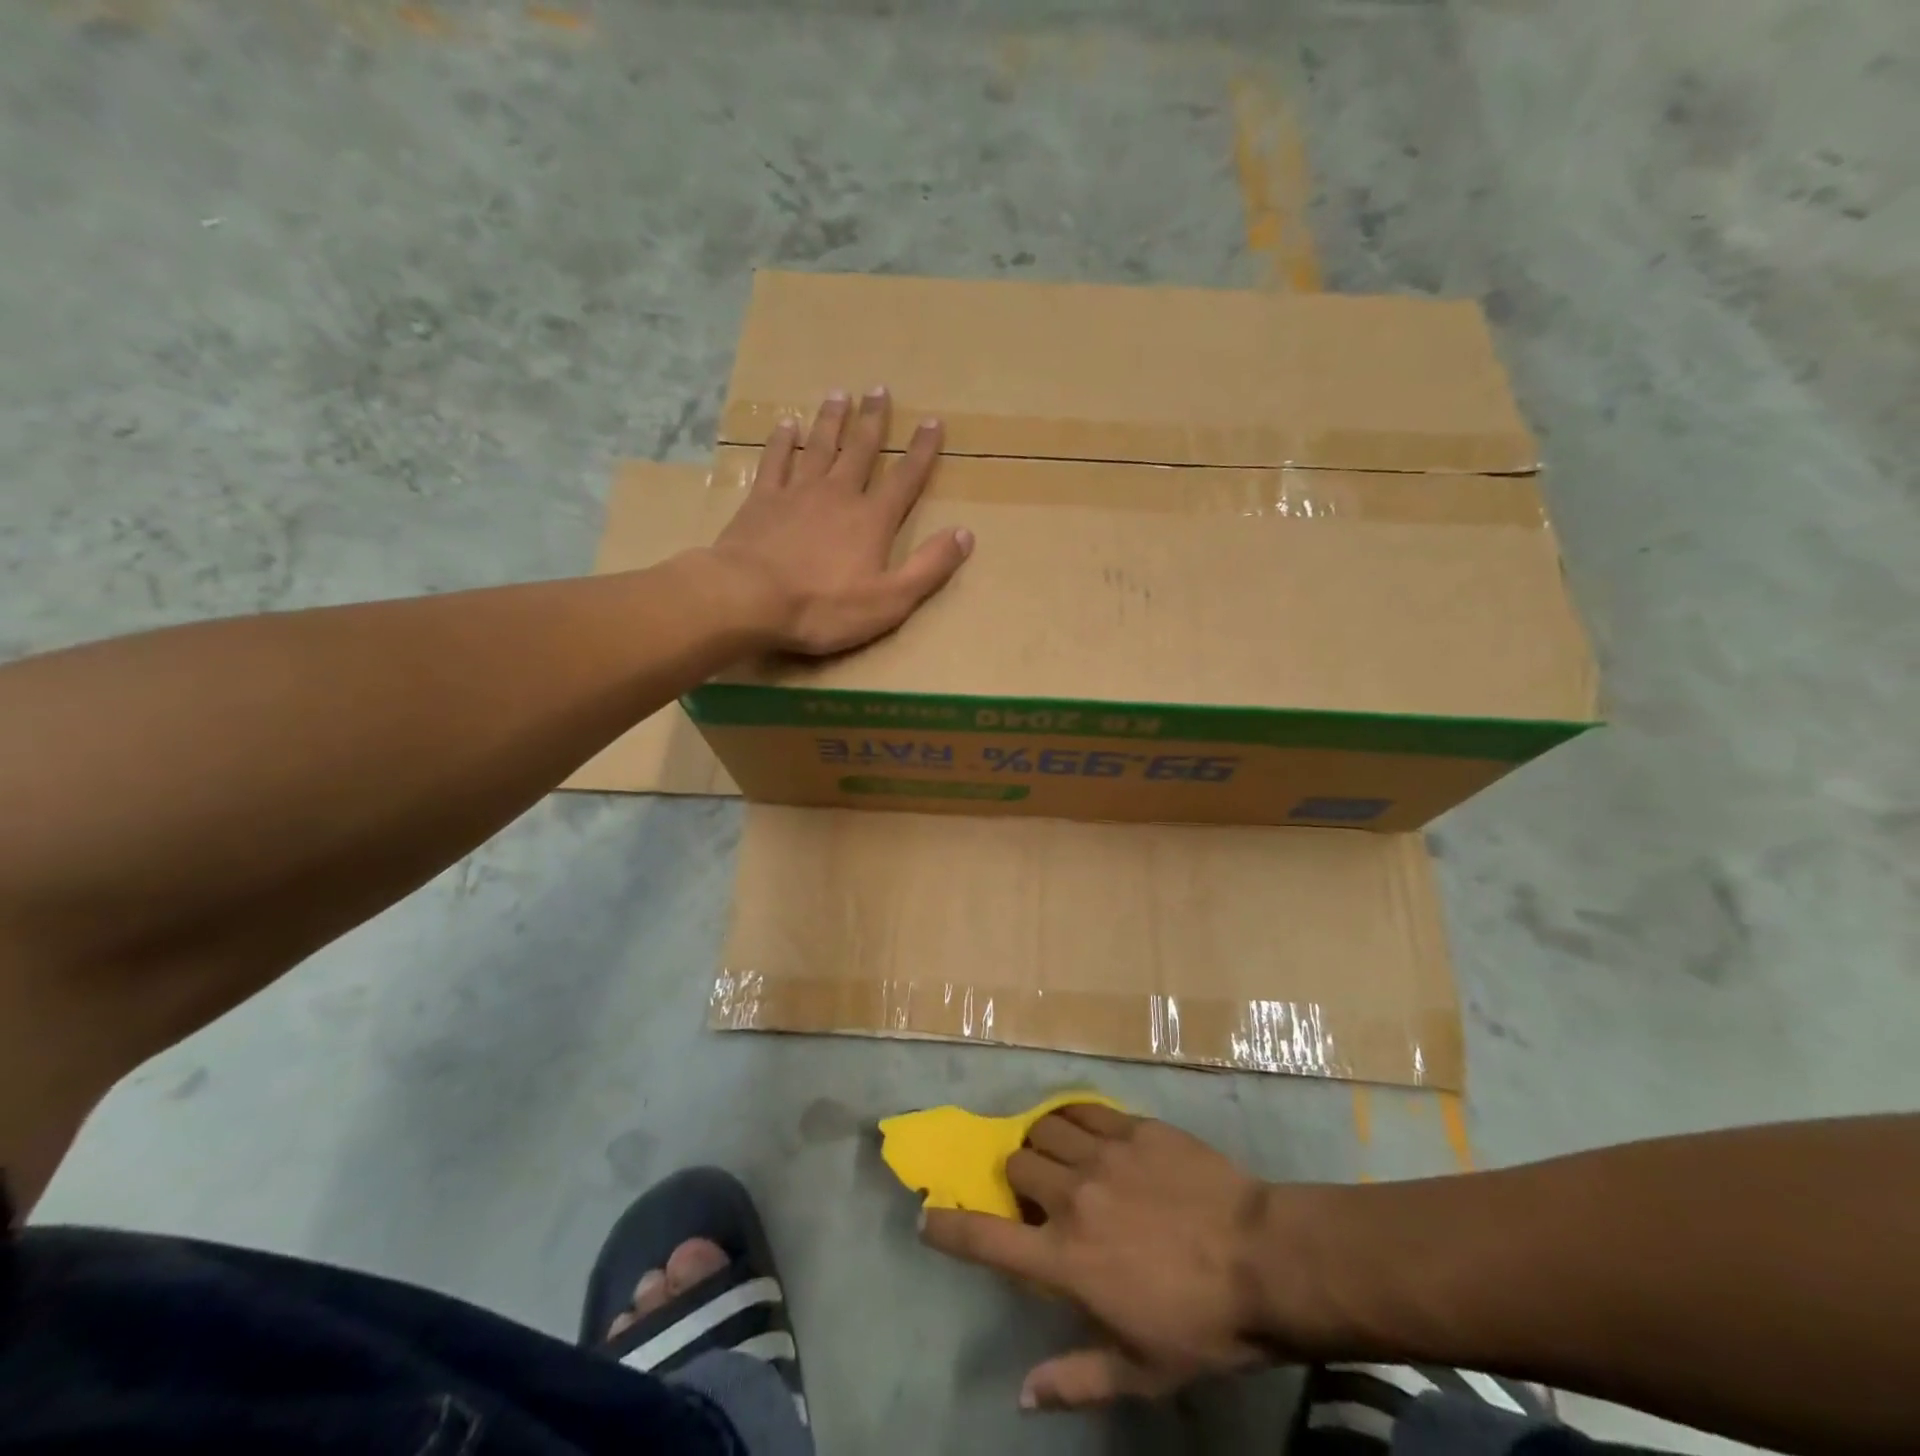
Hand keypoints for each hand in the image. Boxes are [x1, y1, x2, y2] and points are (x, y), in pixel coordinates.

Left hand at [709, 388, 972, 655]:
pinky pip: (775, 460)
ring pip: (819, 446)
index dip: (922, 451)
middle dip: (874, 420)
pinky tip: (786, 424)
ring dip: (831, 420)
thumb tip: (965, 534)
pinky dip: (782, 440)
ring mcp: (797, 493)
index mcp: (872, 519)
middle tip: (879, 389)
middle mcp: (838, 494)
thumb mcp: (890, 600)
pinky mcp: (762, 500)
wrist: (750, 599)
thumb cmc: (824, 607)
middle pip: (860, 450)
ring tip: (839, 394)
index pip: (905, 478)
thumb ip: (929, 567)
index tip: (932, 421)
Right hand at [920, 1104, 1274, 1409]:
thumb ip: (1075, 1378)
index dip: (948, 1227)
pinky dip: (1073, 1119)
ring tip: (1061, 1160)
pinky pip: (1083, 1110)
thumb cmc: (1201, 1324)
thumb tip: (1022, 1396)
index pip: (986, 1239)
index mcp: (1066, 1260)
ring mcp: (1102, 1155)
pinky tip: (1087, 1132)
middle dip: (1017, 1181)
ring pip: (1044, 1130)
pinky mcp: (1132, 1127)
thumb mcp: (1140, 1371)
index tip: (927, 1217)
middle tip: (1040, 1197)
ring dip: (1043, 1146)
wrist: (1263, 1259)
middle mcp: (1072, 1197)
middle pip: (1015, 1166)